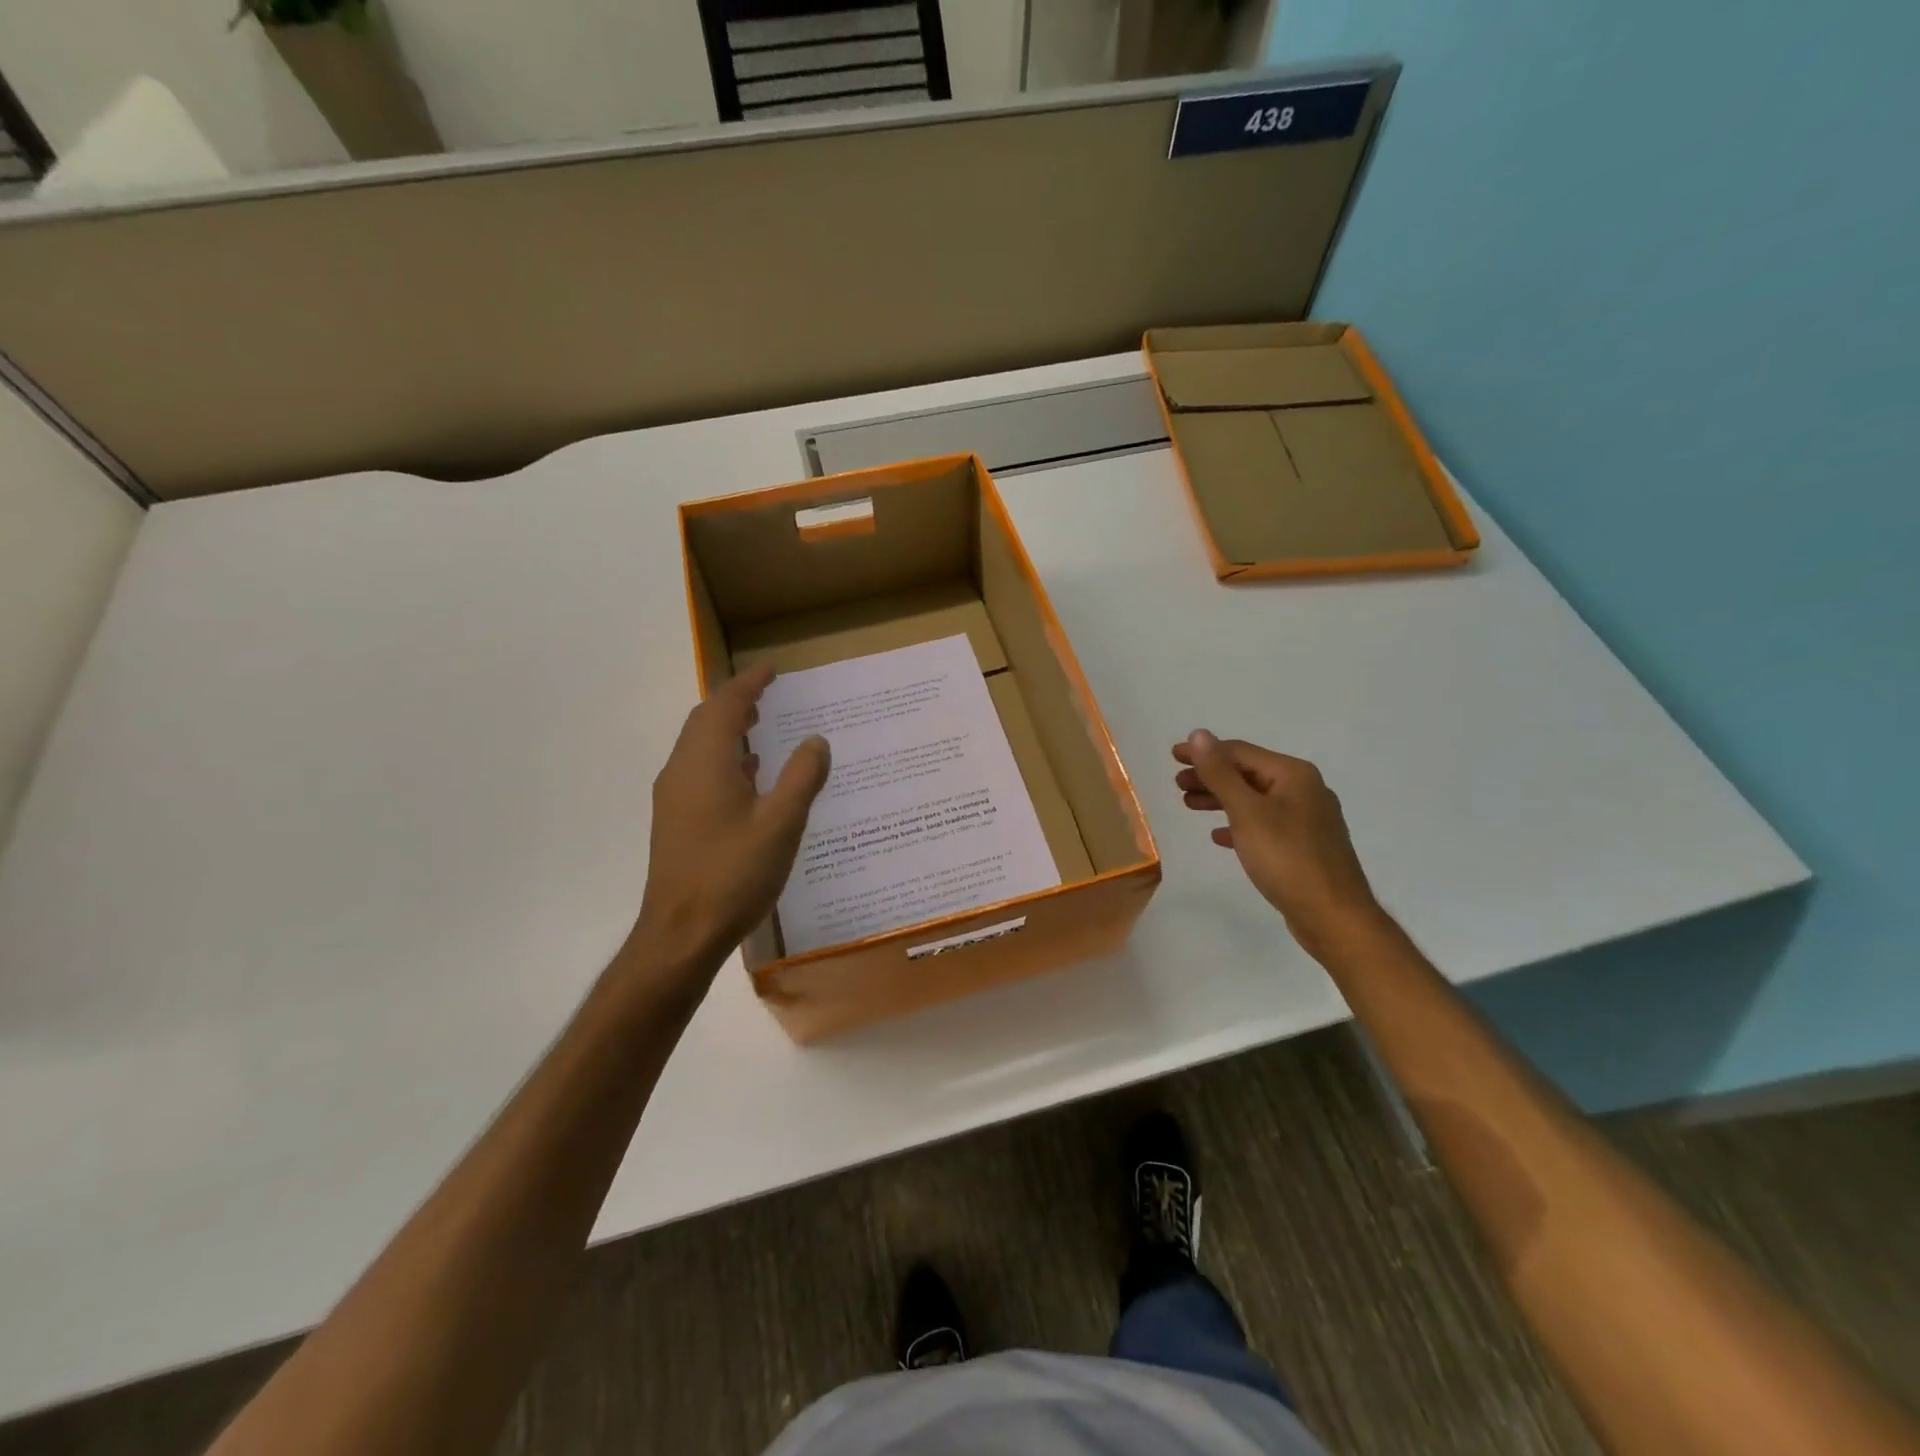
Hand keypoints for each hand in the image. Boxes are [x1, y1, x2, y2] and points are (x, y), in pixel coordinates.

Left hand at [630, 665, 830, 977]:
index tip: (773, 670)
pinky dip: (723, 757)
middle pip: (705, 720)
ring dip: (727, 729)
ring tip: (761, 726)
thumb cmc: (734, 874)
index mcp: (705, 762)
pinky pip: (699, 770)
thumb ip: (801, 777)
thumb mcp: (781, 823)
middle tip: (768, 694)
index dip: (750, 683)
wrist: (681, 934)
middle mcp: (682, 771)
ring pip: (699, 746)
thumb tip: (816, 740)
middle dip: (735, 701)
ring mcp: (674, 797)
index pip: (725, 705)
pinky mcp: (675, 820)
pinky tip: (748, 777)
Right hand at [1173, 730, 1383, 959]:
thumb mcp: (1247, 812)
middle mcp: (1304, 789)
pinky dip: (1239, 824)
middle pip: (1248, 774)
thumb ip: (1220, 773)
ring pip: (1254, 799)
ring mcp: (1307, 819)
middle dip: (1211, 776)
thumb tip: (1198, 734)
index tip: (1173, 756)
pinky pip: (1264, 824)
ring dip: (1221, 799)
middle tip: (1177, 784)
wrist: (1333, 916)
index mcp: (1293, 775)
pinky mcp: (1304, 846)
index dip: (1204, 752)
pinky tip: (1220, 837)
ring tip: (1190, 805)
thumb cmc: (1287, 859)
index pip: (1240, 752)